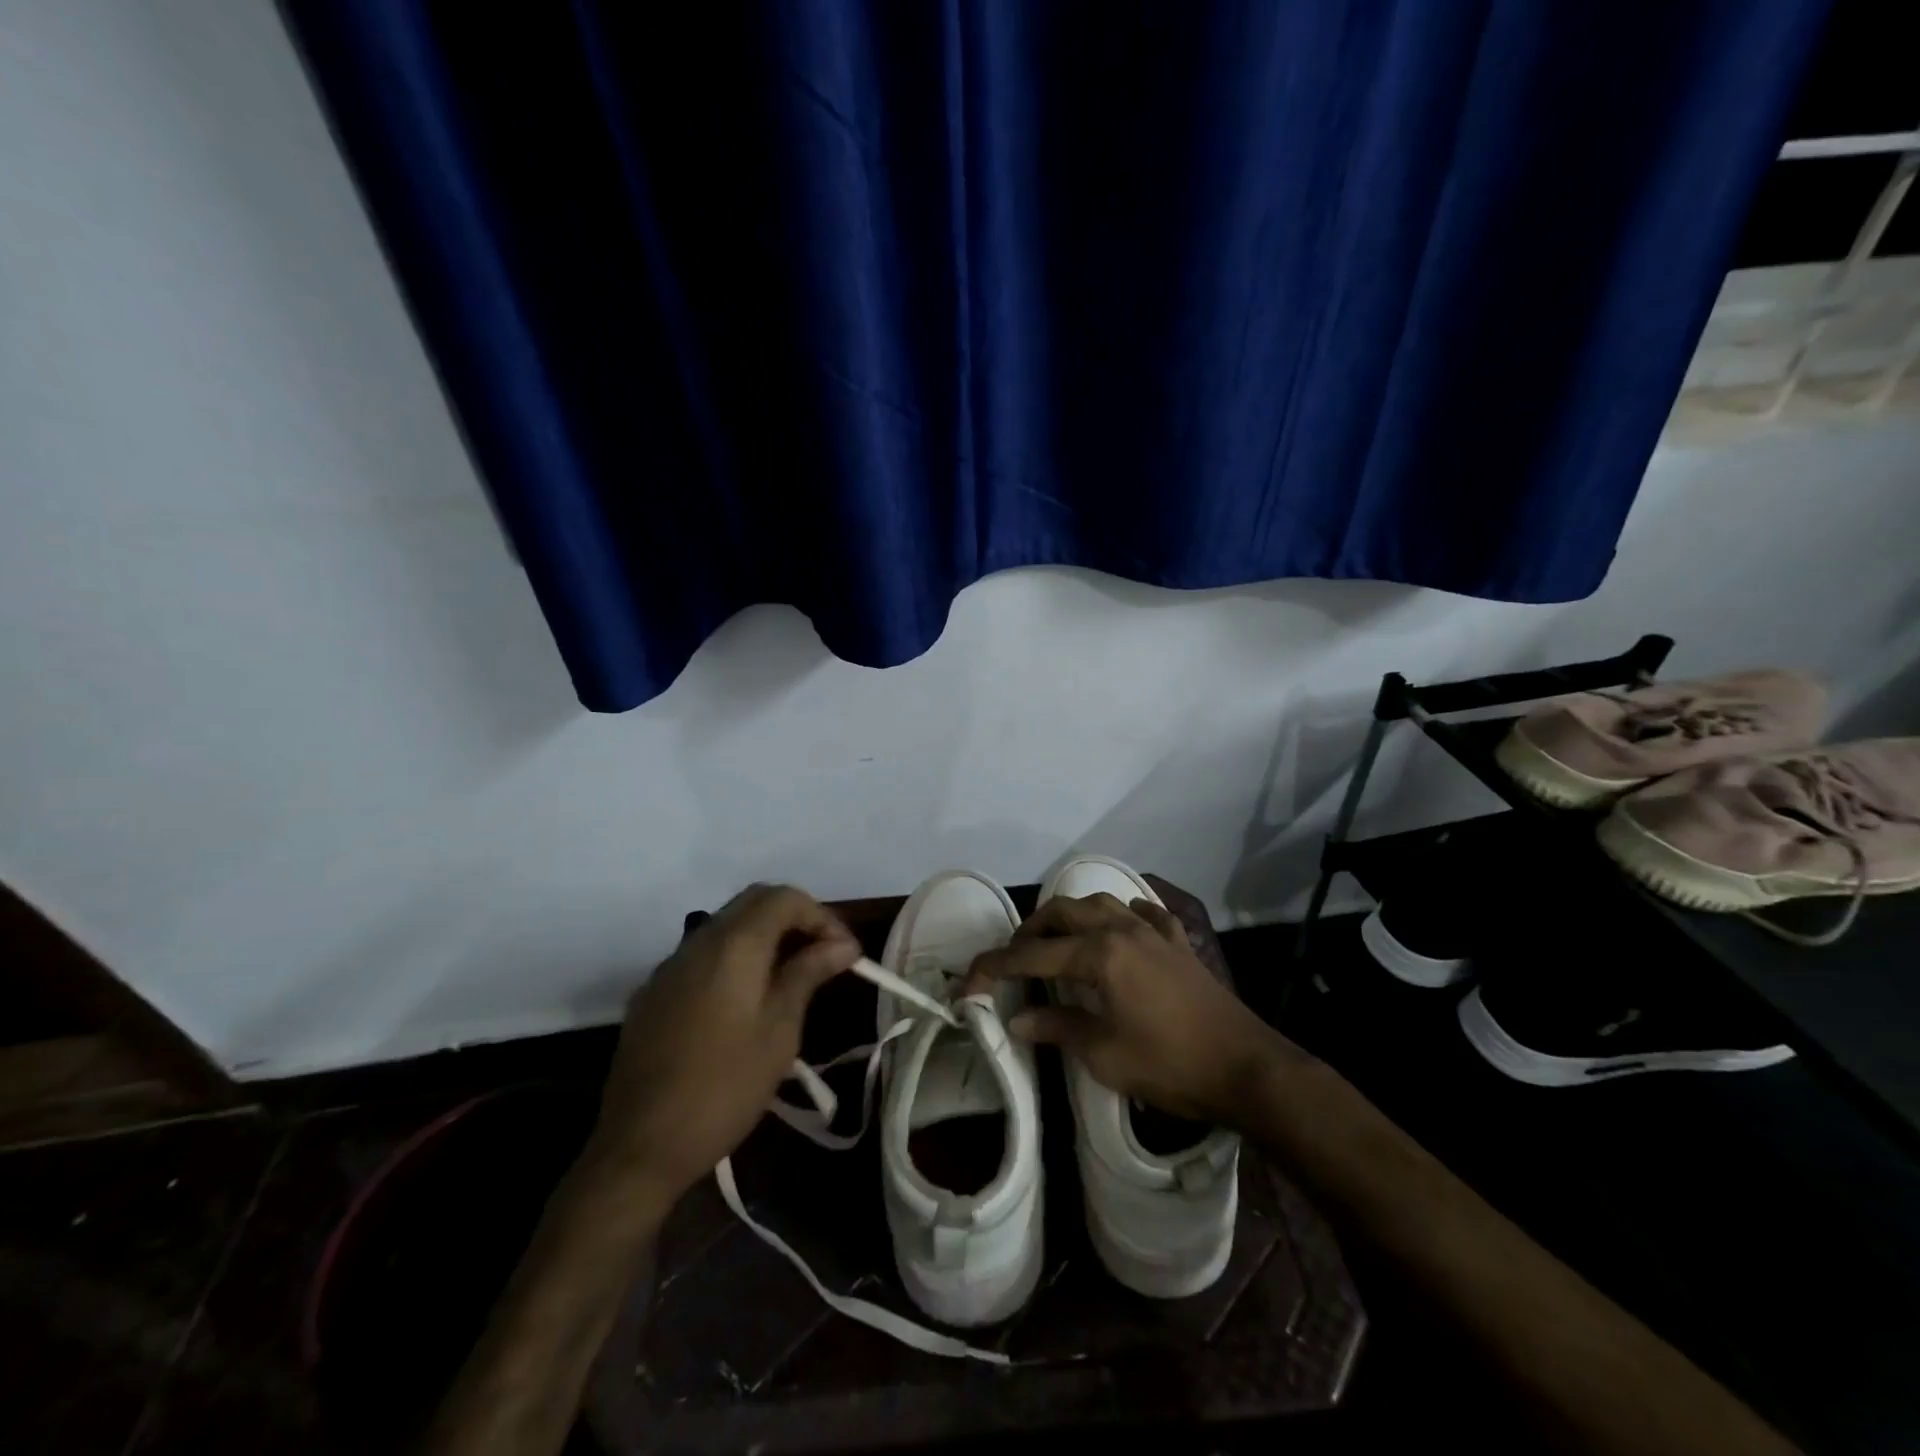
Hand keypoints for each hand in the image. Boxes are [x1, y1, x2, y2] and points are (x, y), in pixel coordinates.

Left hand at [593, 884, 858, 1195]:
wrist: (638, 1146)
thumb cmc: (724, 1087)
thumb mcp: (779, 1031)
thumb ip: (808, 974)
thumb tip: (843, 944)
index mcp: (733, 944)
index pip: (785, 897)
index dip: (822, 916)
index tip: (846, 953)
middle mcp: (698, 941)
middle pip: (754, 901)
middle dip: (795, 918)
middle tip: (824, 956)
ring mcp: (670, 966)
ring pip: (726, 925)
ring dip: (765, 936)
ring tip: (792, 976)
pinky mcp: (654, 992)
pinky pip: (703, 954)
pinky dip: (735, 958)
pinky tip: (746, 999)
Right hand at [965, 893, 1296, 1124]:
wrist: (1246, 1068)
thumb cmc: (1171, 1065)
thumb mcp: (1105, 1056)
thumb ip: (1057, 1028)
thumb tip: (1016, 1019)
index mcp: (1099, 954)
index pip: (1033, 955)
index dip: (995, 967)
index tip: (969, 982)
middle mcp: (1122, 929)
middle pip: (1063, 912)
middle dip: (1029, 931)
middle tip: (1013, 960)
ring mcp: (1153, 931)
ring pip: (1100, 902)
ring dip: (1071, 916)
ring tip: (1057, 941)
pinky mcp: (1177, 943)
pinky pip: (1143, 913)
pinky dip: (1122, 915)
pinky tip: (1120, 928)